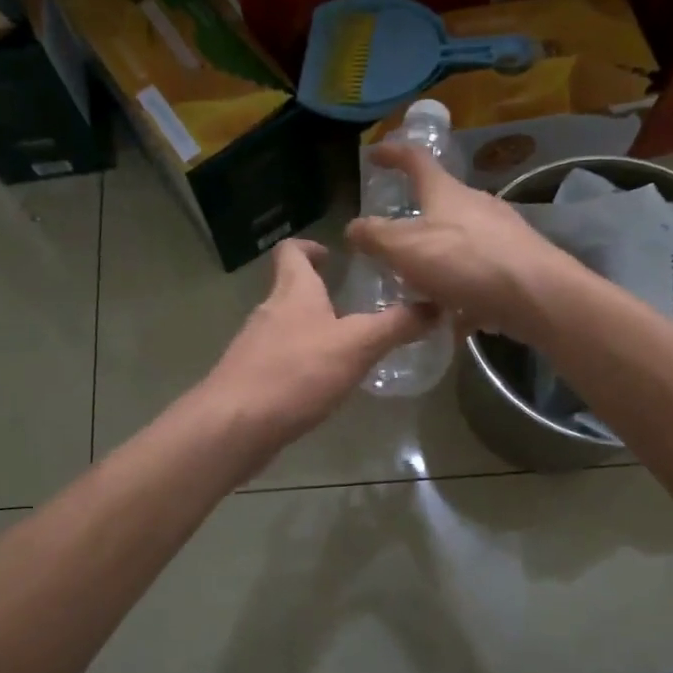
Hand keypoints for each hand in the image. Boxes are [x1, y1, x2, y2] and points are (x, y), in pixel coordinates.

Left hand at [204, 239, 434, 446]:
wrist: (235, 425)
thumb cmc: (296, 374)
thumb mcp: (357, 346)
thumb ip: (396, 325)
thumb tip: (437, 306)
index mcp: (293, 292)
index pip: (292, 252)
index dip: (310, 247)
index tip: (332, 255)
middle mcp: (269, 312)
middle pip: (290, 290)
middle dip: (318, 294)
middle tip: (353, 306)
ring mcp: (254, 347)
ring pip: (285, 327)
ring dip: (311, 331)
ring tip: (344, 348)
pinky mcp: (249, 380)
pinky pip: (278, 362)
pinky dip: (300, 364)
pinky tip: (320, 386)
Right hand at [345, 145, 580, 343]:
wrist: (536, 295)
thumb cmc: (465, 262)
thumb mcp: (405, 248)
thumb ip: (375, 237)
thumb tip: (352, 227)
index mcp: (447, 192)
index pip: (415, 160)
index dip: (393, 154)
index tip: (375, 153)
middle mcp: (477, 206)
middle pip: (441, 204)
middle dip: (416, 221)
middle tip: (393, 243)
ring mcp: (501, 235)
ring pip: (460, 244)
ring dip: (438, 262)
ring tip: (419, 289)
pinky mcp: (517, 265)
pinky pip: (479, 275)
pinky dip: (461, 291)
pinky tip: (453, 317)